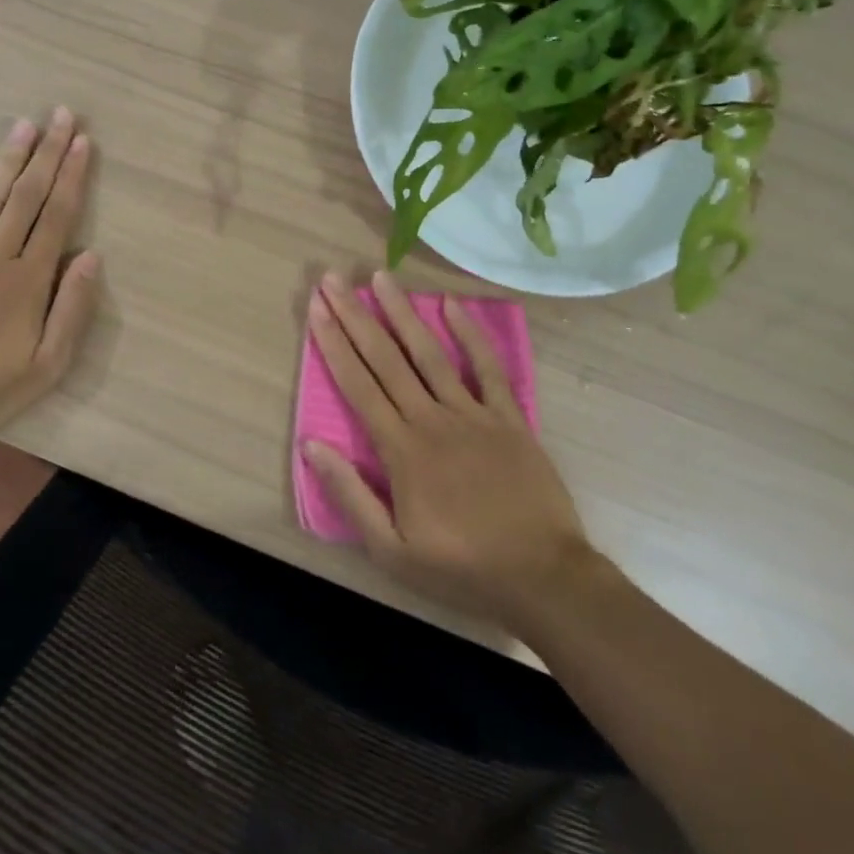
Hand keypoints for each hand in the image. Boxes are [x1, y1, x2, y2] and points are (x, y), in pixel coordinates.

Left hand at [0, 109, 100, 442]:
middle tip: (61, 115)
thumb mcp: (49, 364)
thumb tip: (92, 256)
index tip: (83, 142)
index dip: (72, 177)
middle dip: (47, 154)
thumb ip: (73, 308)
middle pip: (26, 197)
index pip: (56, 217)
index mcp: (29, 281)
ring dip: (9, 160)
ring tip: (24, 125)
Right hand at [304, 269, 612, 629]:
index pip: (358, 386)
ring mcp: (473, 414)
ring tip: (381, 278)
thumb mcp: (391, 550)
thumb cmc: (460, 567)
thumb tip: (312, 446)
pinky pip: (488, 368)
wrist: (541, 575)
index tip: (317, 309)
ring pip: (430, 354)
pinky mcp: (508, 418)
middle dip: (356, 317)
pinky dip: (471, 335)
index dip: (334, 344)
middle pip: (386, 359)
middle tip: (334, 280)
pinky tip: (453, 305)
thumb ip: (350, 495)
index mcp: (401, 450)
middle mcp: (432, 419)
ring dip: (403, 313)